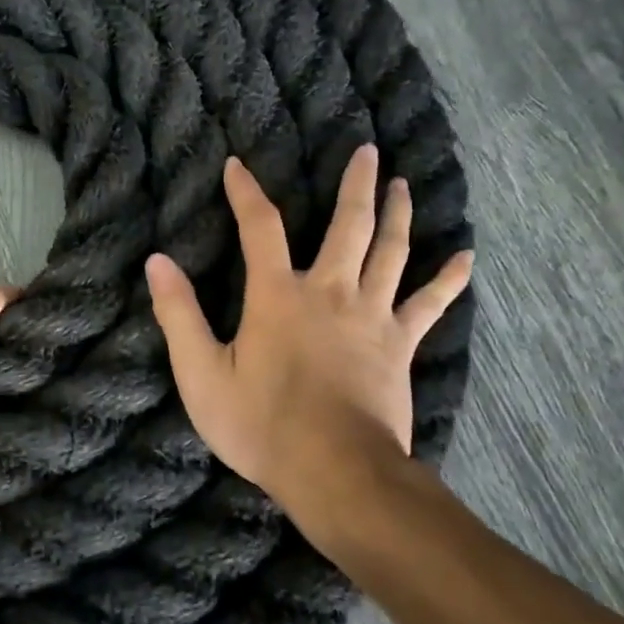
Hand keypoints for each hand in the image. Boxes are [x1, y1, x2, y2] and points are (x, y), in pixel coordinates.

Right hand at [146, 147, 472, 536]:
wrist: (336, 473)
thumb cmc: (261, 424)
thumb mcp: (201, 374)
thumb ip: (179, 314)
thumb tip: (157, 261)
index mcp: (278, 296)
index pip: (260, 228)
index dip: (246, 193)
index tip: (237, 165)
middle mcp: (329, 292)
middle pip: (348, 226)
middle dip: (356, 185)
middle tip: (368, 150)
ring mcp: (372, 317)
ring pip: (391, 252)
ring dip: (398, 214)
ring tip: (405, 184)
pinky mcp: (399, 345)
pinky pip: (429, 304)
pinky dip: (448, 279)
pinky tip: (466, 257)